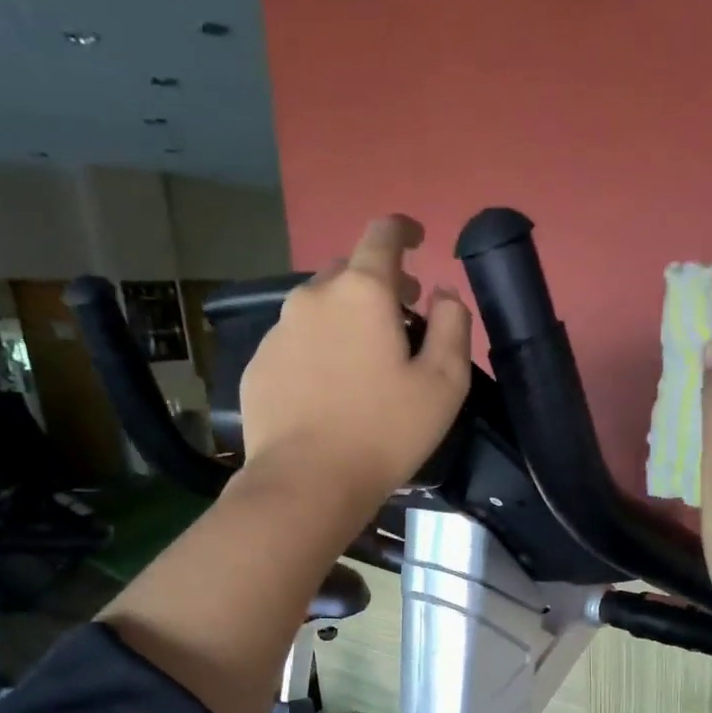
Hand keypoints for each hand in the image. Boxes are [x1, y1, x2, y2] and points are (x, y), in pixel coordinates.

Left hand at [238, 214, 471, 515]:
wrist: (307, 482)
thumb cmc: (384, 432)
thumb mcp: (444, 384)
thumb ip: (453, 325)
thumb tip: (443, 292)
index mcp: (362, 292)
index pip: (383, 234)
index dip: (404, 230)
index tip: (417, 241)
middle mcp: (313, 297)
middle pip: (347, 271)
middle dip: (376, 284)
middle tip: (399, 317)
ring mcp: (277, 332)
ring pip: (317, 309)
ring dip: (343, 319)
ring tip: (360, 361)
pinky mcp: (258, 367)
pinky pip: (293, 344)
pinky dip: (315, 352)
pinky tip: (326, 391)